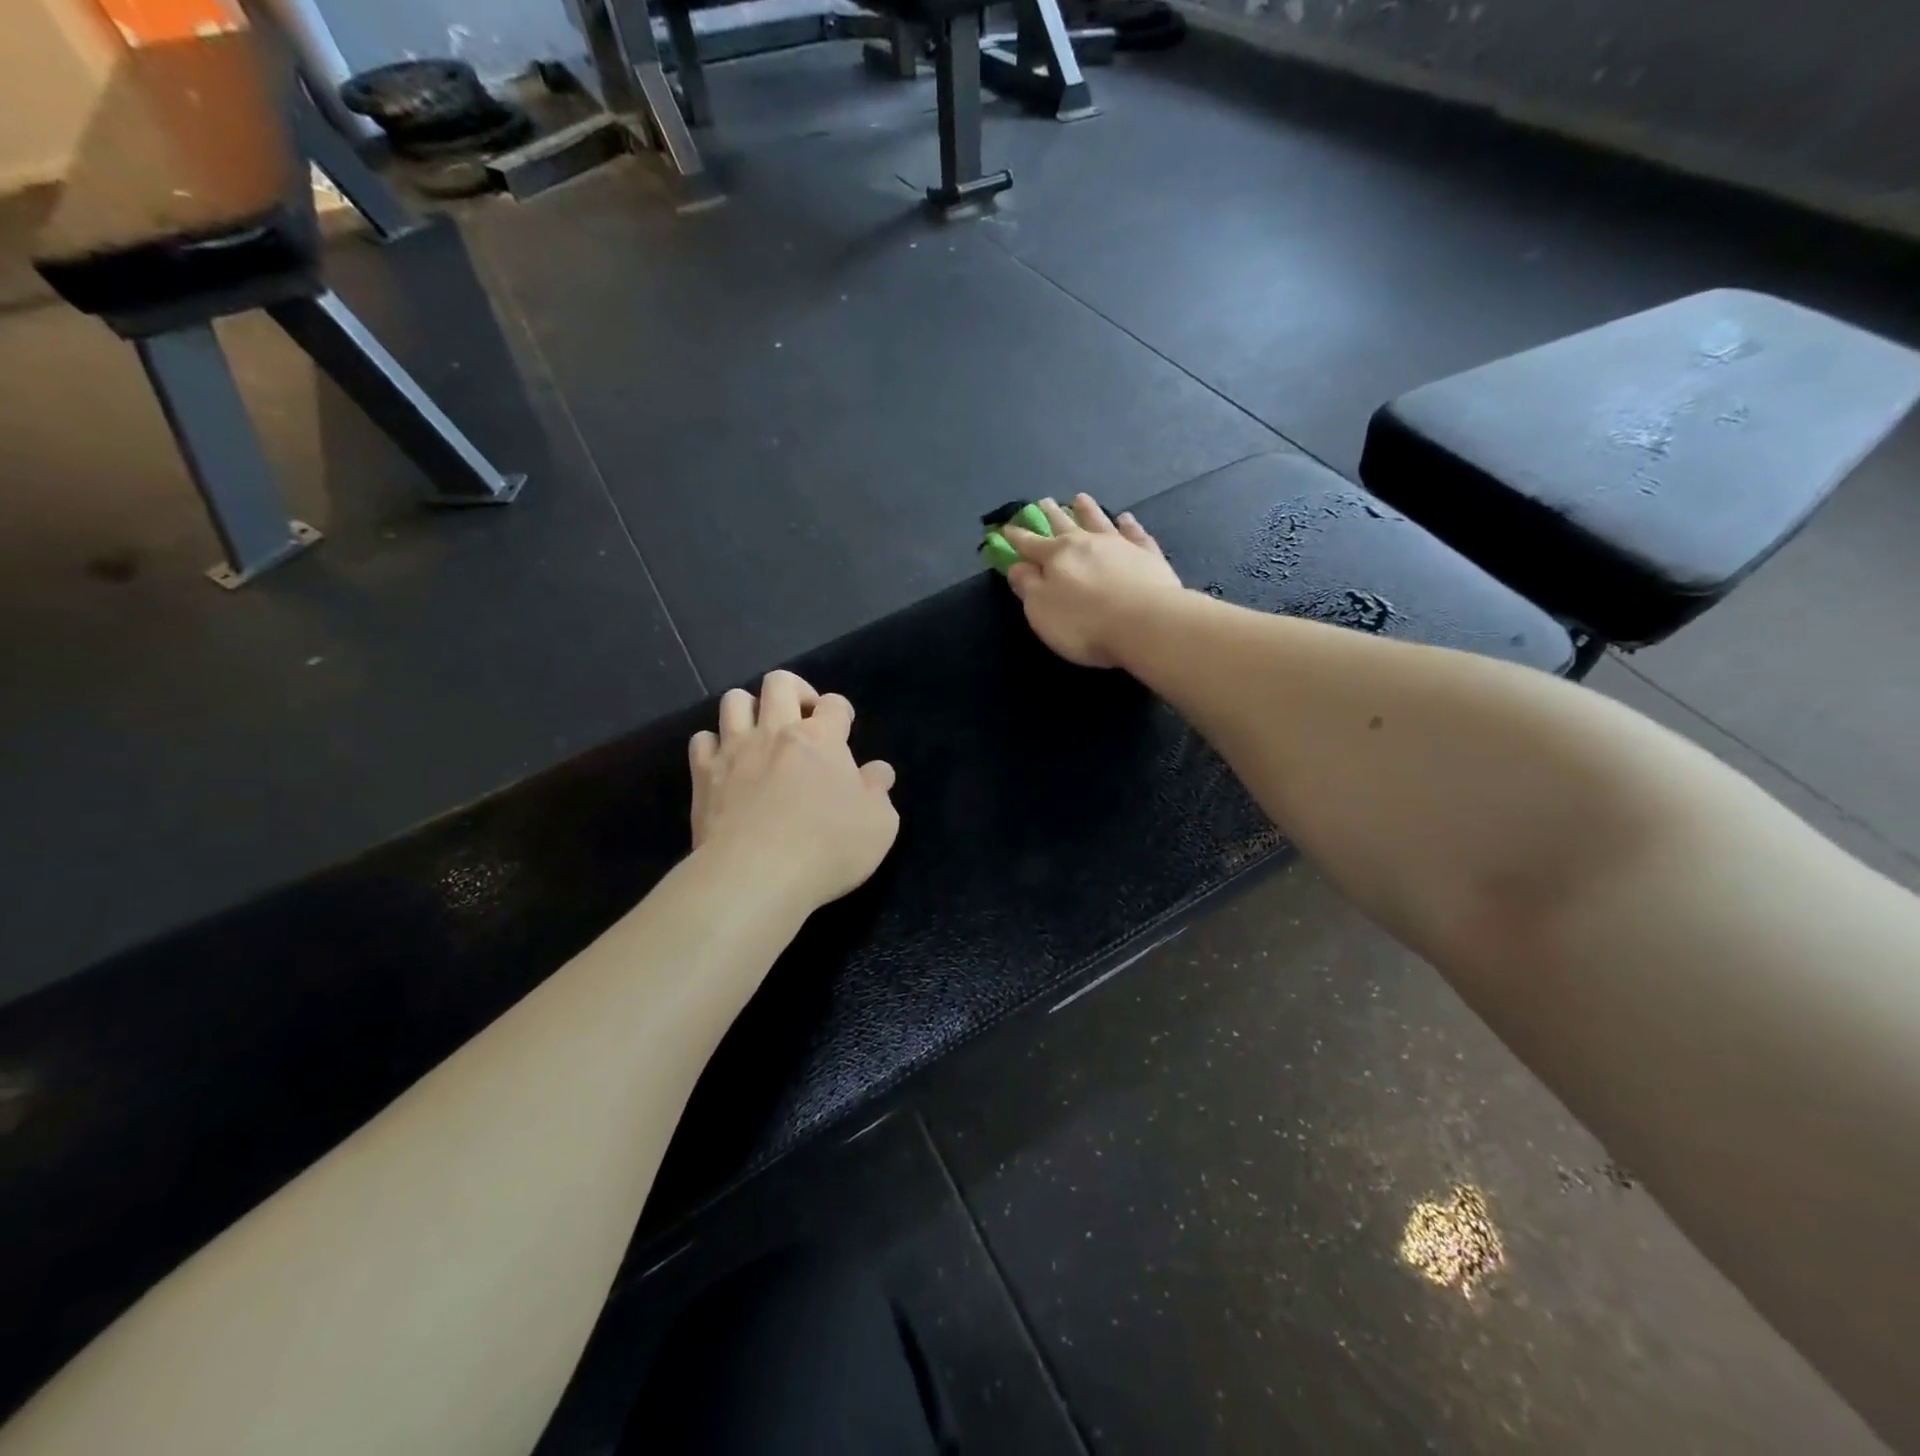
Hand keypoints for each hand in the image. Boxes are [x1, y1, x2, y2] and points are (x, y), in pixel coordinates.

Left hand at [689, 671, 899, 908]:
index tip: (844, 730)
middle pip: (779, 683)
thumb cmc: (828, 848)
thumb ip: (878, 791)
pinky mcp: (703, 775)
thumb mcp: (879, 824)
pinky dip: (714, 744)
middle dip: (795, 691)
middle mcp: (776, 732)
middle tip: (804, 719)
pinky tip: (725, 763)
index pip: (834, 703)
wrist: (756, 874)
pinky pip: (702, 740)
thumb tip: (877, 771)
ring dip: (750, 709)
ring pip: (734, 700)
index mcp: (822, 738)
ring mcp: (735, 750)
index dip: (841, 711)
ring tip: (761, 733)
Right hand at [1003, 494, 1182, 667]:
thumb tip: (1017, 566)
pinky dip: (1129, 525)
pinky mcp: (1148, 554)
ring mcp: (1119, 545)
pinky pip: (1135, 534)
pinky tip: (1126, 518)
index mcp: (1056, 556)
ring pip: (1099, 520)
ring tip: (1080, 498)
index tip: (1006, 527)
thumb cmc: (1085, 623)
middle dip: (1050, 514)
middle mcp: (1086, 543)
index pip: (1030, 544)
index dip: (1016, 537)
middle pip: (1064, 525)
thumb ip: (1028, 587)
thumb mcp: (1042, 611)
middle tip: (1043, 501)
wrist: (1146, 623)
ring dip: (1088, 510)